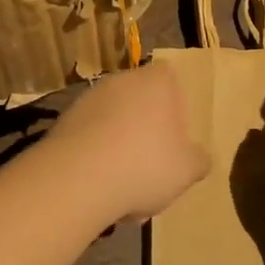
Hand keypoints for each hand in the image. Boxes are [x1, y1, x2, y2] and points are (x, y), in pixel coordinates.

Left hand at [45, 62, 208, 221]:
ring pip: (114, 120)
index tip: (176, 136)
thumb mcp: (187, 169)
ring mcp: (90, 97)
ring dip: (119, 143)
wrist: (78, 178)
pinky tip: (98, 186)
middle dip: (146, 128)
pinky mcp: (64, 120)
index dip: (175, 105)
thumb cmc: (145, 164)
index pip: (171, 78)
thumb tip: (199, 157)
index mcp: (157, 81)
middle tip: (152, 164)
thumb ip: (198, 160)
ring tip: (124, 185)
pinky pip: (90, 136)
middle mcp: (123, 79)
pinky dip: (95, 154)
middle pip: (141, 100)